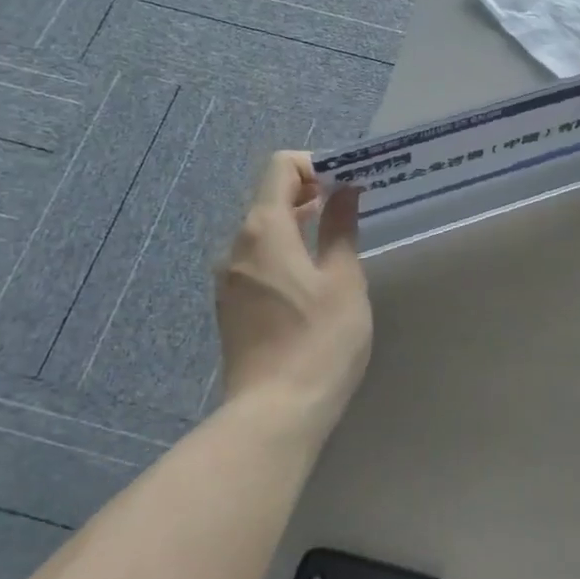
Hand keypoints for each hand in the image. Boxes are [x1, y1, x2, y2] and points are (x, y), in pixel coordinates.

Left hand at [217, 151, 371, 429]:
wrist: (275, 413)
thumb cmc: (320, 340)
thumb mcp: (343, 279)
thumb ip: (341, 227)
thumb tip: (345, 190)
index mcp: (265, 229)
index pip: (281, 167)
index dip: (316, 165)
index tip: (348, 184)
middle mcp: (237, 245)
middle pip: (270, 197)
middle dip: (310, 193)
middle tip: (351, 208)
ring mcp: (228, 277)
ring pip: (263, 230)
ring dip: (298, 223)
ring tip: (336, 241)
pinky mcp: (230, 305)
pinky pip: (257, 259)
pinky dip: (284, 251)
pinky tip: (312, 278)